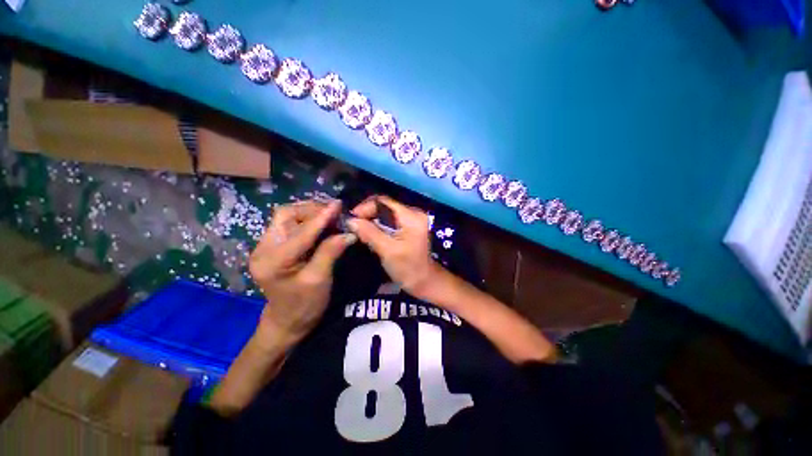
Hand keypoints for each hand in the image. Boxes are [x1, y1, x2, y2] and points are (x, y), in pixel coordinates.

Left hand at [249, 200, 355, 346]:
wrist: (287, 320)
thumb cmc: (304, 305)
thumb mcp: (319, 280)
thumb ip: (330, 252)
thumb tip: (348, 233)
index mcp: (272, 261)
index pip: (301, 232)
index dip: (321, 217)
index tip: (338, 204)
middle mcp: (263, 248)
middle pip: (286, 214)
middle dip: (312, 209)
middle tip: (335, 212)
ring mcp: (266, 245)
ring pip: (287, 216)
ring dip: (310, 212)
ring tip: (330, 215)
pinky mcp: (273, 245)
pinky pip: (290, 223)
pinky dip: (307, 219)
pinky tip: (321, 222)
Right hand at [347, 196, 439, 298]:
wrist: (425, 281)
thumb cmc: (408, 268)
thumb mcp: (387, 251)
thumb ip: (370, 233)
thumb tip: (351, 221)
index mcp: (412, 217)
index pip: (384, 202)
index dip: (366, 207)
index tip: (352, 219)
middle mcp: (414, 213)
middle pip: (385, 206)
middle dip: (368, 214)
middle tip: (354, 226)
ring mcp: (413, 219)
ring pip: (387, 213)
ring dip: (373, 220)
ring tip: (360, 231)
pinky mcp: (410, 226)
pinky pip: (391, 220)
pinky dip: (380, 225)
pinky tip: (371, 234)